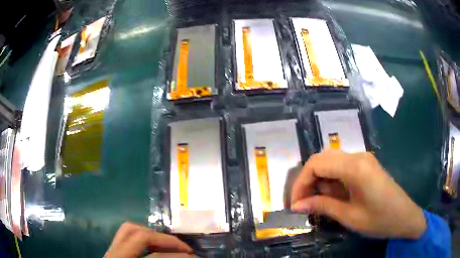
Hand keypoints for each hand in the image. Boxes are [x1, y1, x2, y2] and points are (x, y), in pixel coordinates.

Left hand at [105, 222, 192, 257]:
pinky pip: (124, 235)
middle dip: (167, 240)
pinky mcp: (111, 252)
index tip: (194, 257)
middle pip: (140, 236)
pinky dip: (141, 235)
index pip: (155, 257)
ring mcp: (110, 252)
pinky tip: (153, 245)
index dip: (177, 255)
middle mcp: (115, 256)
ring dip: (153, 234)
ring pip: (129, 229)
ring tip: (170, 245)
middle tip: (185, 249)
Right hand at [291, 150, 425, 238]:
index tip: (295, 203)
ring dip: (318, 180)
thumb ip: (323, 207)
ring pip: (330, 162)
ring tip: (314, 202)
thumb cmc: (380, 220)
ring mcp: (363, 159)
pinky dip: (330, 180)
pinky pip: (341, 167)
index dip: (300, 183)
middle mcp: (358, 156)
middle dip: (307, 180)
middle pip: (322, 159)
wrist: (405, 217)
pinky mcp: (365, 165)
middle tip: (302, 203)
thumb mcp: (350, 217)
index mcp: (355, 167)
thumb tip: (297, 206)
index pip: (316, 164)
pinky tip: (330, 196)